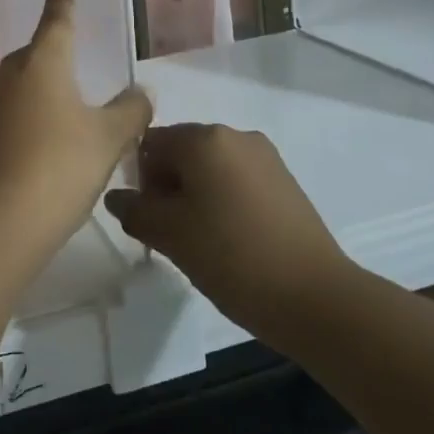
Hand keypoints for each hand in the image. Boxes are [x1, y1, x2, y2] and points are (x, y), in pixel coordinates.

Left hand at [0, 0, 152, 273]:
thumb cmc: (59, 166)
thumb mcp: (108, 139)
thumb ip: (130, 111)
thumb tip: (142, 92)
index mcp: (43, 63)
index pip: (57, 21)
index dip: (62, 1)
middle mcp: (9, 75)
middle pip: (35, 55)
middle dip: (54, 57)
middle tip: (76, 67)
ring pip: (19, 87)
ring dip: (40, 93)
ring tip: (65, 115)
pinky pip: (7, 116)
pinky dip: (26, 122)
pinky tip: (41, 149)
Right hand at [104, 123, 348, 347]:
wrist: (316, 298)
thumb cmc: (233, 258)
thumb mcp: (170, 236)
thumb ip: (135, 210)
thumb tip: (117, 197)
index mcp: (204, 138)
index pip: (151, 143)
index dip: (139, 179)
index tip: (148, 218)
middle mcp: (235, 135)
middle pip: (181, 151)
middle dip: (167, 186)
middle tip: (170, 234)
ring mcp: (265, 157)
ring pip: (210, 168)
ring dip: (194, 195)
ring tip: (200, 241)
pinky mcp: (284, 181)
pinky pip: (237, 180)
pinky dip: (223, 201)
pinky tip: (229, 240)